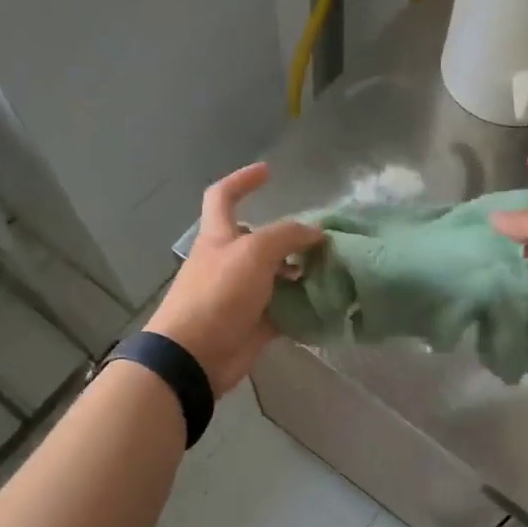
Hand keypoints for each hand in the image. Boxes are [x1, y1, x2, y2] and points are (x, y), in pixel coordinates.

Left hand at [147, 163, 323, 394]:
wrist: (195, 354)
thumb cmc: (218, 294)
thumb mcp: (253, 252)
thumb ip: (286, 236)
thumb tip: (315, 232)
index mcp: (218, 236)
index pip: (223, 196)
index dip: (242, 180)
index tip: (268, 172)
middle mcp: (228, 261)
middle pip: (258, 239)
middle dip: (288, 236)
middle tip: (322, 238)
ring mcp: (240, 294)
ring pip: (275, 275)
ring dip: (301, 271)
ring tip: (332, 269)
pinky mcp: (253, 323)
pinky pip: (282, 308)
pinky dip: (302, 304)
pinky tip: (327, 301)